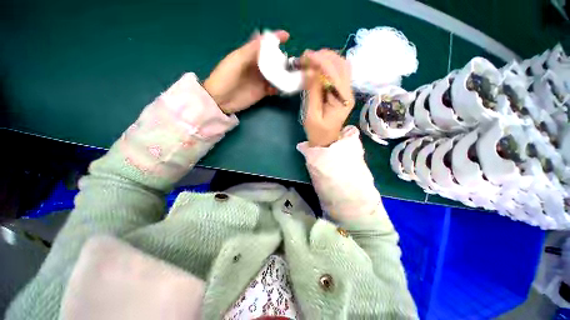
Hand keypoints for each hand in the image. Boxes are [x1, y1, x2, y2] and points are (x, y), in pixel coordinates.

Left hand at [203, 30, 289, 113]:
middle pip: (272, 59)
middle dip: (282, 58)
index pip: (263, 44)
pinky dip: (279, 88)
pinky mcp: (262, 92)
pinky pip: (274, 88)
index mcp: (249, 55)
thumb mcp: (237, 60)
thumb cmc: (225, 77)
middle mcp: (256, 66)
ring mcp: (260, 80)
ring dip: (282, 74)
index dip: (275, 38)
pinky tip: (283, 88)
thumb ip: (251, 50)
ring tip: (290, 75)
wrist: (221, 100)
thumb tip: (267, 38)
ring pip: (275, 74)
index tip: (287, 37)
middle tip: (290, 61)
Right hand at [302, 49, 353, 146]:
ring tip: (311, 61)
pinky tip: (317, 68)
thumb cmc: (318, 132)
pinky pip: (337, 73)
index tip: (305, 56)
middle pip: (342, 64)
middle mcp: (348, 92)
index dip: (321, 61)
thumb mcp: (312, 115)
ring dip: (327, 59)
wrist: (327, 141)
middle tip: (307, 57)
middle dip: (325, 56)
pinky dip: (327, 67)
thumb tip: (310, 70)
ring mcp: (346, 92)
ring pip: (342, 66)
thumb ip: (312, 93)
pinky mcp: (342, 92)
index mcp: (342, 100)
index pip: (335, 73)